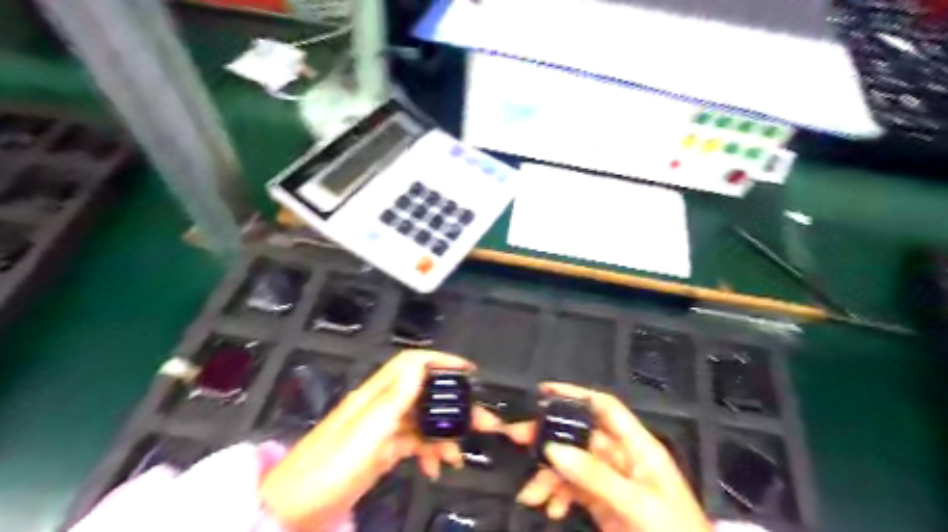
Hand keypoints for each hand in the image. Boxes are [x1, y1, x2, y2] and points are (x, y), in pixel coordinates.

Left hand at [259, 351, 502, 528]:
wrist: (295, 508)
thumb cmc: (331, 467)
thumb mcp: (367, 431)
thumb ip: (395, 397)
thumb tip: (420, 364)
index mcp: (377, 395)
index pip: (412, 364)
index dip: (441, 360)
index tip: (469, 370)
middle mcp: (382, 406)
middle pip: (425, 393)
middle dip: (455, 404)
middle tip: (483, 422)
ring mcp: (383, 429)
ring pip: (423, 421)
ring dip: (445, 435)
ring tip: (458, 456)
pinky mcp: (382, 451)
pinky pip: (414, 444)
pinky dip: (429, 453)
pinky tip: (436, 467)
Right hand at [508, 383, 706, 530]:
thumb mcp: (638, 505)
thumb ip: (596, 477)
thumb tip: (553, 448)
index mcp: (638, 447)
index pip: (604, 408)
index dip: (576, 395)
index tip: (543, 391)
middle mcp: (622, 459)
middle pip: (580, 437)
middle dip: (549, 438)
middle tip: (517, 439)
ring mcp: (610, 482)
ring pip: (571, 465)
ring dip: (549, 476)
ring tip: (531, 495)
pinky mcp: (602, 505)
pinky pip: (572, 490)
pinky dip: (557, 495)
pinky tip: (551, 509)